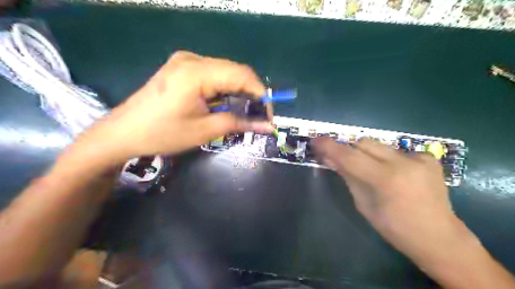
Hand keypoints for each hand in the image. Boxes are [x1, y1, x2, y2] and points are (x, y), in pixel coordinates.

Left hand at [76, 51, 272, 163]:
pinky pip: (213, 74)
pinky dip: (225, 89)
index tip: (269, 114)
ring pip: (225, 72)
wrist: (123, 133)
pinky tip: (225, 104)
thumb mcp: (205, 130)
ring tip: (243, 113)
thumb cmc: (163, 134)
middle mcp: (192, 59)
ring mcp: (185, 61)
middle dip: (251, 94)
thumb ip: (240, 123)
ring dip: (238, 92)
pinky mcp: (182, 68)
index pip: (242, 75)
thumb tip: (268, 126)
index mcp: (196, 72)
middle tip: (258, 116)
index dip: (261, 94)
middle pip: (235, 71)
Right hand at [313, 138, 514, 288]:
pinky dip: (386, 158)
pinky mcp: (428, 157)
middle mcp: (404, 162)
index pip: (349, 156)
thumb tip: (329, 159)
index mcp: (386, 179)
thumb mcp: (364, 204)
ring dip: (366, 153)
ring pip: (379, 145)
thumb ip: (347, 176)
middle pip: (364, 142)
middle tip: (338, 157)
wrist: (439, 237)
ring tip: (367, 169)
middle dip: (348, 148)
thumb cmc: (395, 228)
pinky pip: (395, 151)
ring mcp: (419, 157)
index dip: (330, 147)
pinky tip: (392, 173)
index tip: (316, 140)